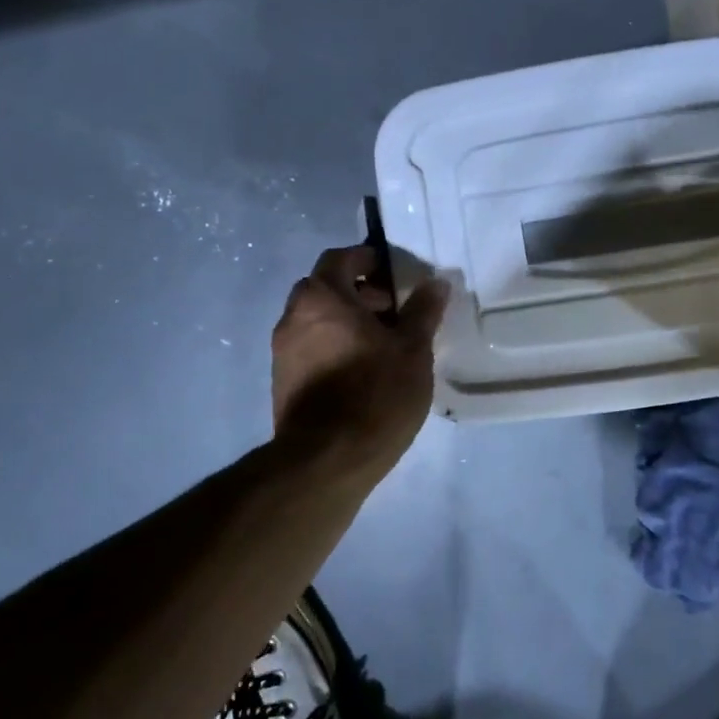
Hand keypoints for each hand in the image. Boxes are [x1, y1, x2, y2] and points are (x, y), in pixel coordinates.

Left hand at [271, 245, 448, 479]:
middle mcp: (293, 317)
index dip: (367, 259)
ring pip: (315, 320)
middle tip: (393, 310)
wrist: (327, 460)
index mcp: (322, 298)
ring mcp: (282, 352)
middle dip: (358, 292)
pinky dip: (333, 346)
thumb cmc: (375, 393)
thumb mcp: (412, 350)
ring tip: (383, 344)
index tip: (393, 273)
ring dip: (345, 321)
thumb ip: (423, 311)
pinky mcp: (282, 382)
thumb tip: (435, 283)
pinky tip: (362, 371)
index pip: (340, 258)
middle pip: (324, 288)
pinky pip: (309, 348)